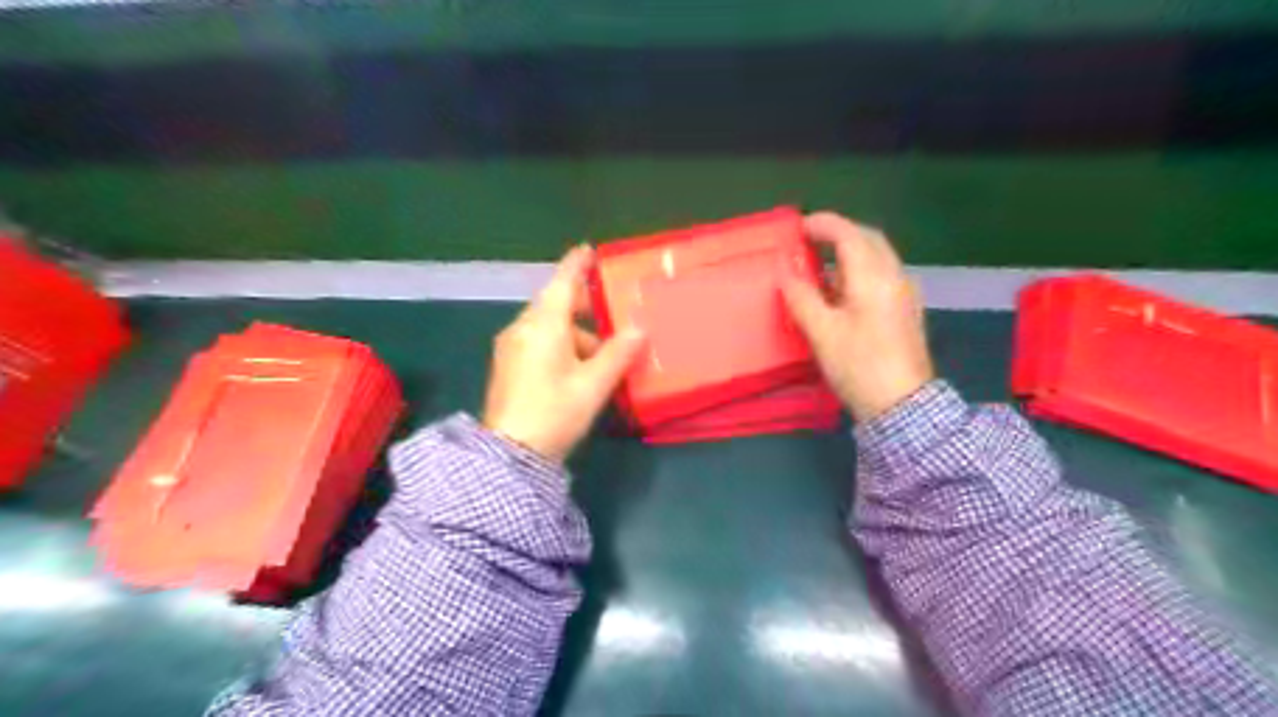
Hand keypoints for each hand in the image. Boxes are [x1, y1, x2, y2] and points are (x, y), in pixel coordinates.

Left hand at [482, 244, 648, 461]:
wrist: (508, 455)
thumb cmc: (554, 413)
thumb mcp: (593, 385)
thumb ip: (618, 353)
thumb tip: (639, 328)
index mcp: (543, 326)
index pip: (562, 283)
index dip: (577, 265)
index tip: (588, 249)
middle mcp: (522, 328)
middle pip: (554, 304)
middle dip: (581, 306)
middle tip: (608, 311)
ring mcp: (510, 347)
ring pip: (546, 326)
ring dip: (573, 332)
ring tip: (601, 355)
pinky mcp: (507, 365)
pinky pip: (537, 340)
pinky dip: (559, 344)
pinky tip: (575, 368)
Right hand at [779, 210, 929, 419]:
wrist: (902, 406)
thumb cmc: (859, 366)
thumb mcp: (822, 333)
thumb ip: (801, 297)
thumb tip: (785, 272)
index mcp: (874, 278)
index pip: (849, 235)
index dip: (823, 225)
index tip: (798, 227)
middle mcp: (894, 277)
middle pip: (869, 240)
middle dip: (839, 234)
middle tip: (810, 240)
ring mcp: (904, 294)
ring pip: (877, 257)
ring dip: (850, 253)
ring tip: (820, 267)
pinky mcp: (905, 311)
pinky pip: (881, 276)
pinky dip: (859, 271)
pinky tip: (841, 293)